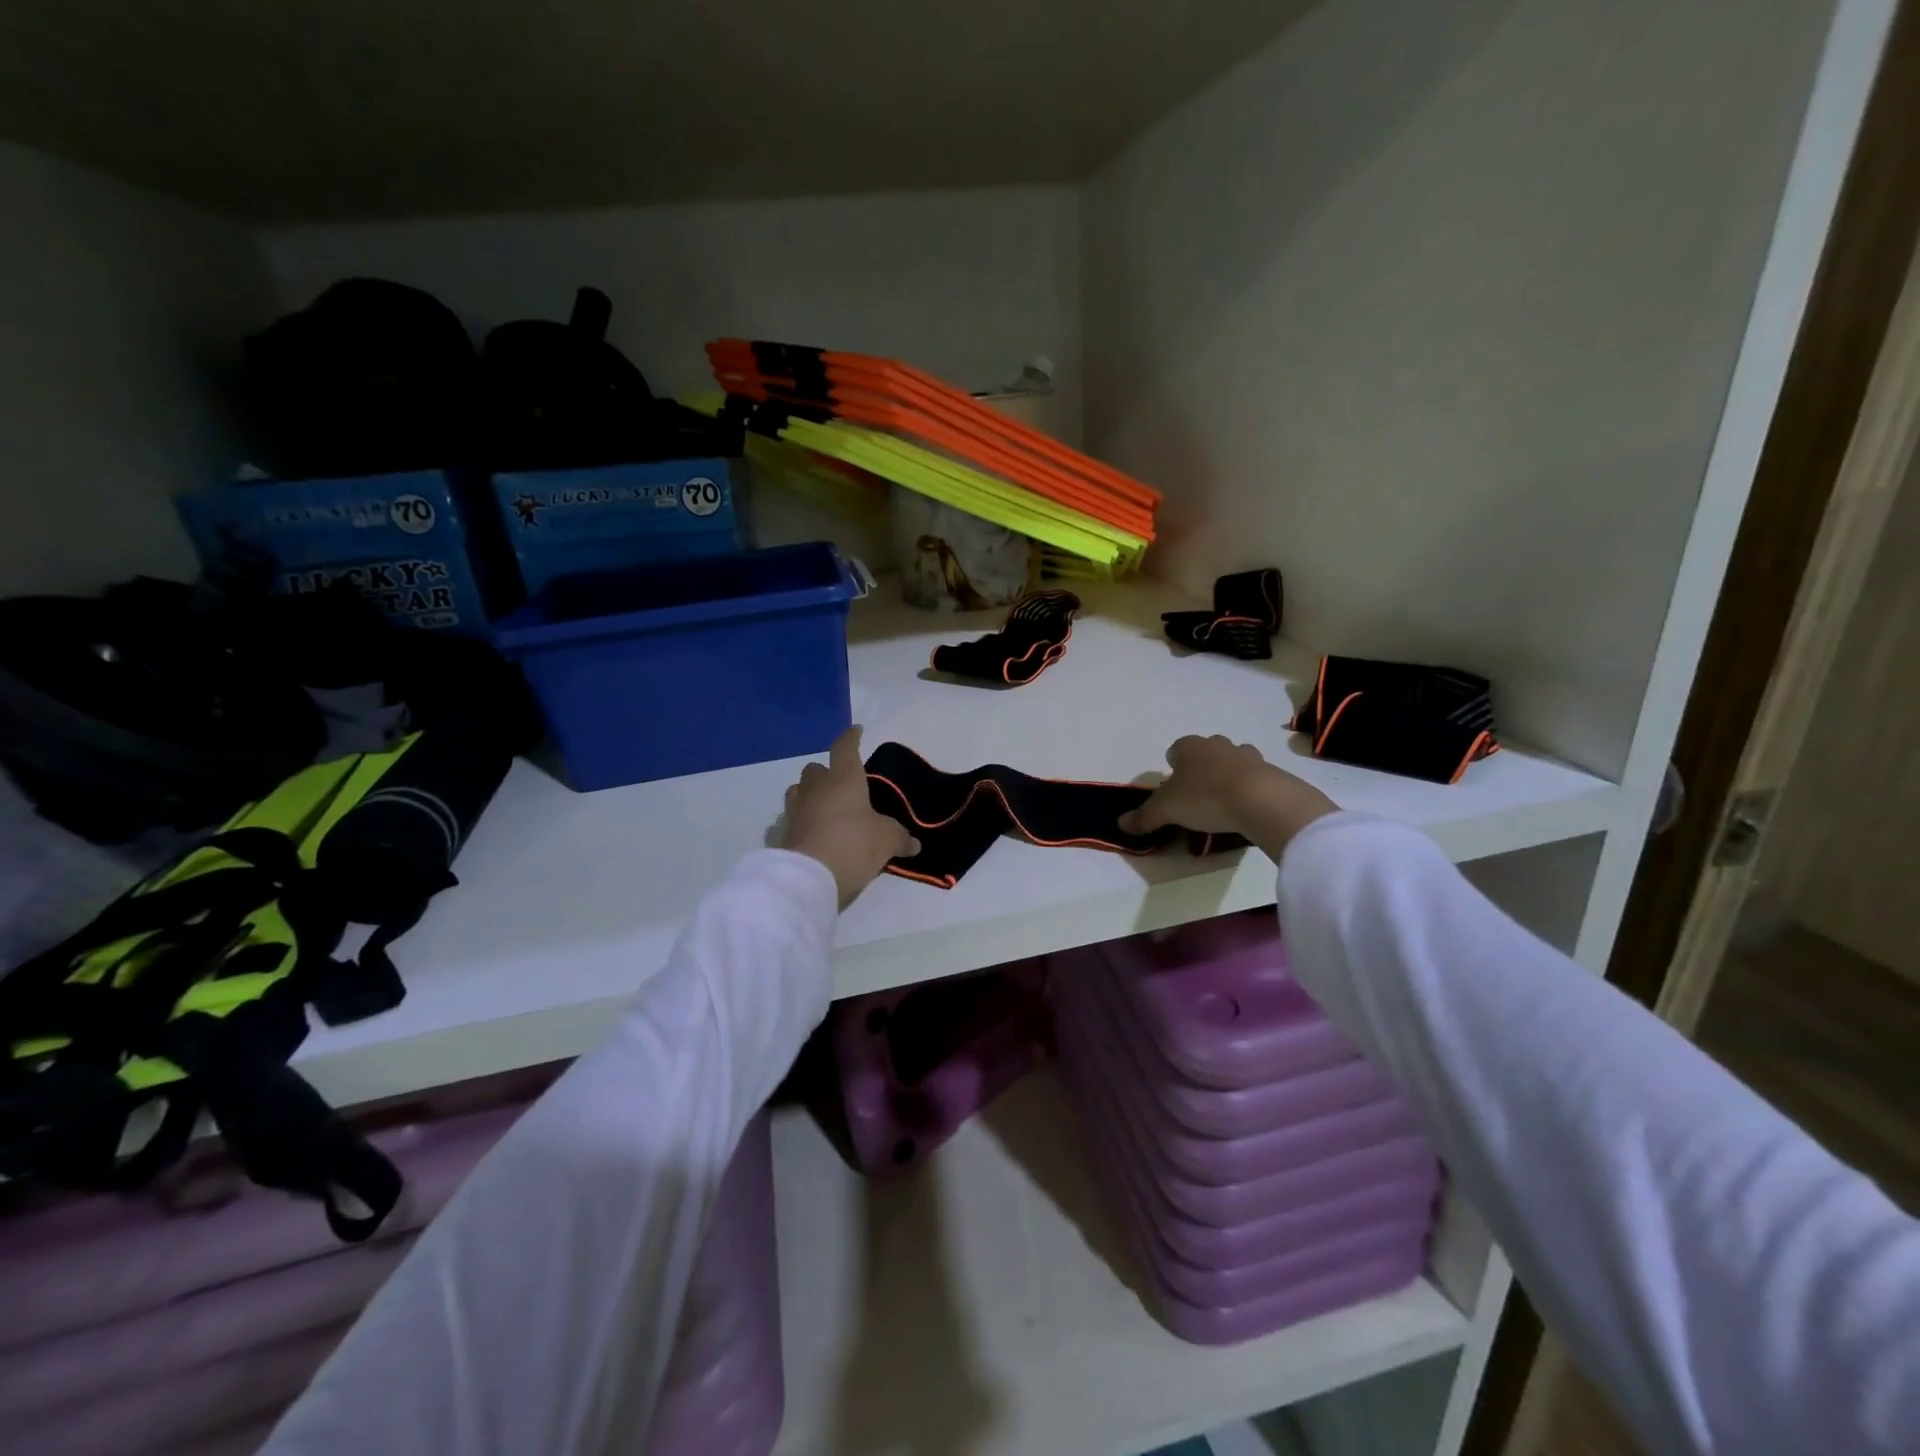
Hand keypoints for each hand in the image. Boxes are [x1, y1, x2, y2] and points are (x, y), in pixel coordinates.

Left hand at [784, 727, 919, 908]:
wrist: (809, 878)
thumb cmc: (853, 845)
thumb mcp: (887, 841)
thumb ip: (900, 838)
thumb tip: (914, 844)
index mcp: (844, 779)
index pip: (845, 748)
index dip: (851, 738)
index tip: (856, 731)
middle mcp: (816, 789)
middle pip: (815, 769)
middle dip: (826, 772)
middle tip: (842, 785)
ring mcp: (796, 810)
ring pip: (798, 790)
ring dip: (810, 794)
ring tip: (825, 807)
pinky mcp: (784, 834)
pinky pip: (792, 818)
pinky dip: (802, 821)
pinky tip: (813, 832)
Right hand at [1119, 735, 1337, 856]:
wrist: (1262, 801)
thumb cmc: (1206, 798)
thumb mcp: (1166, 811)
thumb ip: (1143, 817)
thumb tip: (1120, 824)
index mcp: (1189, 746)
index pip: (1174, 750)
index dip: (1172, 769)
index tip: (1173, 791)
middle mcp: (1217, 744)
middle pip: (1203, 754)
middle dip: (1199, 771)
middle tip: (1196, 799)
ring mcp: (1246, 755)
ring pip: (1230, 762)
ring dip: (1225, 777)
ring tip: (1223, 805)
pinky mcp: (1269, 770)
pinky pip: (1253, 777)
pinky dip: (1248, 789)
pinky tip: (1245, 809)